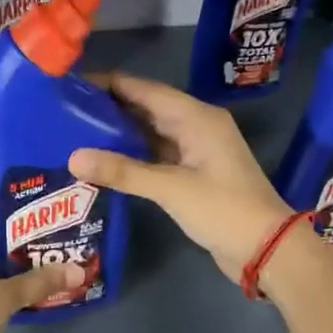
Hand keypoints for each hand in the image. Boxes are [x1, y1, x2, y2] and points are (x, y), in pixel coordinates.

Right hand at [69, 73, 293, 281]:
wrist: (266, 248)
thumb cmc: (223, 210)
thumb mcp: (170, 188)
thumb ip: (123, 172)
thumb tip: (73, 157)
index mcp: (197, 117)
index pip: (145, 89)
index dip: (109, 84)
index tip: (71, 85)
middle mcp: (198, 126)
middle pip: (147, 108)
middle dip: (110, 108)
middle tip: (66, 111)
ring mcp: (197, 151)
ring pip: (152, 132)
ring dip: (120, 133)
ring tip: (77, 132)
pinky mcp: (195, 175)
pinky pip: (159, 155)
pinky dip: (134, 156)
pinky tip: (106, 161)